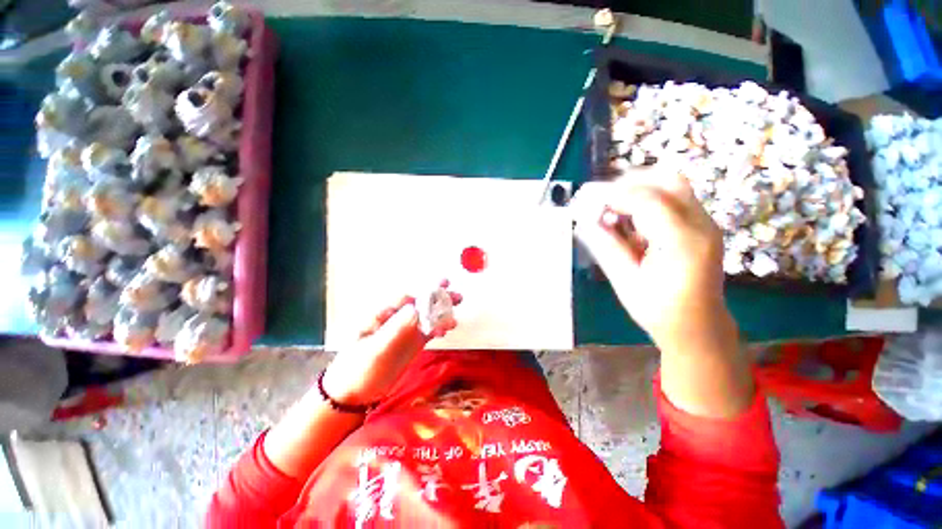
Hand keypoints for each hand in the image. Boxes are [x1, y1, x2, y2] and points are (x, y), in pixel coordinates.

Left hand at [322, 282, 461, 404]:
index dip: (424, 293)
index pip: (406, 299)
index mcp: (382, 315)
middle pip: (420, 304)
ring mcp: (405, 331)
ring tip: (456, 310)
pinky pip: (429, 331)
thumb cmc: (357, 370)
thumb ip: (395, 329)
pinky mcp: (412, 343)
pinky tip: (448, 327)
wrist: (352, 396)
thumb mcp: (375, 350)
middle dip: (438, 298)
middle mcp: (396, 319)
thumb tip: (415, 308)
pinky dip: (439, 327)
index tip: (441, 290)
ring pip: (427, 316)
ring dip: (442, 312)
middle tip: (456, 294)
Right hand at [573, 168, 727, 349]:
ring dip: (638, 187)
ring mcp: (705, 223)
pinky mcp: (701, 225)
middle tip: (600, 198)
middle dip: (629, 182)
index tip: (587, 199)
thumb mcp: (626, 282)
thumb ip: (606, 247)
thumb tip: (583, 222)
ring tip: (612, 205)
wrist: (699, 326)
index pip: (648, 202)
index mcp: (683, 245)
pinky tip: (629, 217)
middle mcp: (701, 226)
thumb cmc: (660, 311)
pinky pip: (674, 197)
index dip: (614, 195)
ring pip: (673, 184)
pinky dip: (647, 198)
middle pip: (668, 180)